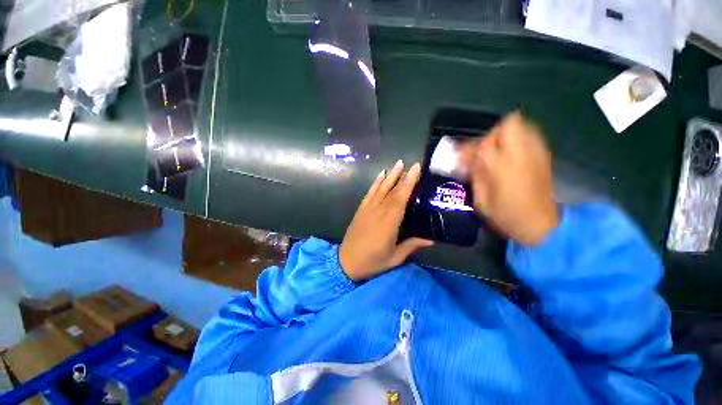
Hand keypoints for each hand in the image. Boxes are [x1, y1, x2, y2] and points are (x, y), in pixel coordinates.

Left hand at [339, 160, 433, 280]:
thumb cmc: (372, 262)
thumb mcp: (394, 258)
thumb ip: (411, 246)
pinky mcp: (360, 210)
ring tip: (398, 164)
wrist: (346, 263)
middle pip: (392, 192)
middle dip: (403, 177)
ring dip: (390, 176)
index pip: (400, 200)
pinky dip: (375, 183)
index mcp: (388, 224)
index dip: (408, 184)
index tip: (416, 170)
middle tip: (413, 164)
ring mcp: (367, 210)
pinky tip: (381, 175)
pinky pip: (369, 193)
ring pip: (380, 189)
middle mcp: (378, 213)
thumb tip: (431, 239)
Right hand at [463, 112, 558, 244]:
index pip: (483, 144)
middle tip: (481, 151)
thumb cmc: (506, 216)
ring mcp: (536, 153)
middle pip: (508, 124)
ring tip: (495, 152)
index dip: (468, 148)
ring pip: (521, 126)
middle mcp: (522, 154)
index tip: (459, 156)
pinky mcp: (544, 156)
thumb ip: (474, 175)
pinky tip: (509, 156)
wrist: (541, 226)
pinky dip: (517, 140)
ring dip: (504, 135)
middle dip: (491, 135)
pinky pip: (530, 136)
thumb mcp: (481, 200)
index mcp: (503, 167)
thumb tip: (465, 160)